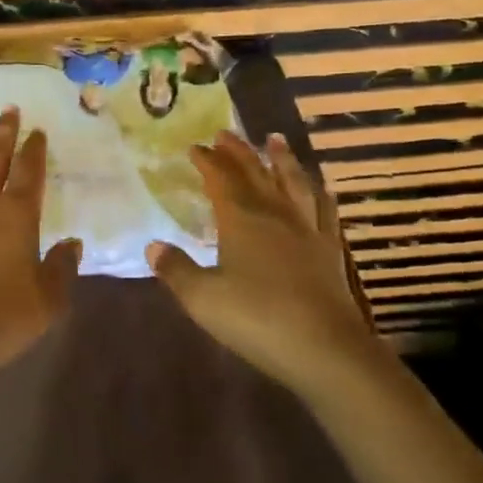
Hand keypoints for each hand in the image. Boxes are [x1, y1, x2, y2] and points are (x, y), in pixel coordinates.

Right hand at [148, 131, 372, 396]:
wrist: (325, 349)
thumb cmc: (257, 319)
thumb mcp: (203, 299)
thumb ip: (176, 270)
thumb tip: (152, 246)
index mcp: (241, 219)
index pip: (221, 178)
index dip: (207, 160)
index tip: (194, 146)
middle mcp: (274, 214)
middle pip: (255, 172)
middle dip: (238, 151)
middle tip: (225, 133)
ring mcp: (306, 229)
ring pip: (292, 182)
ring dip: (281, 159)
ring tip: (274, 140)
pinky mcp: (330, 249)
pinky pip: (324, 210)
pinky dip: (318, 192)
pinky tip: (319, 187)